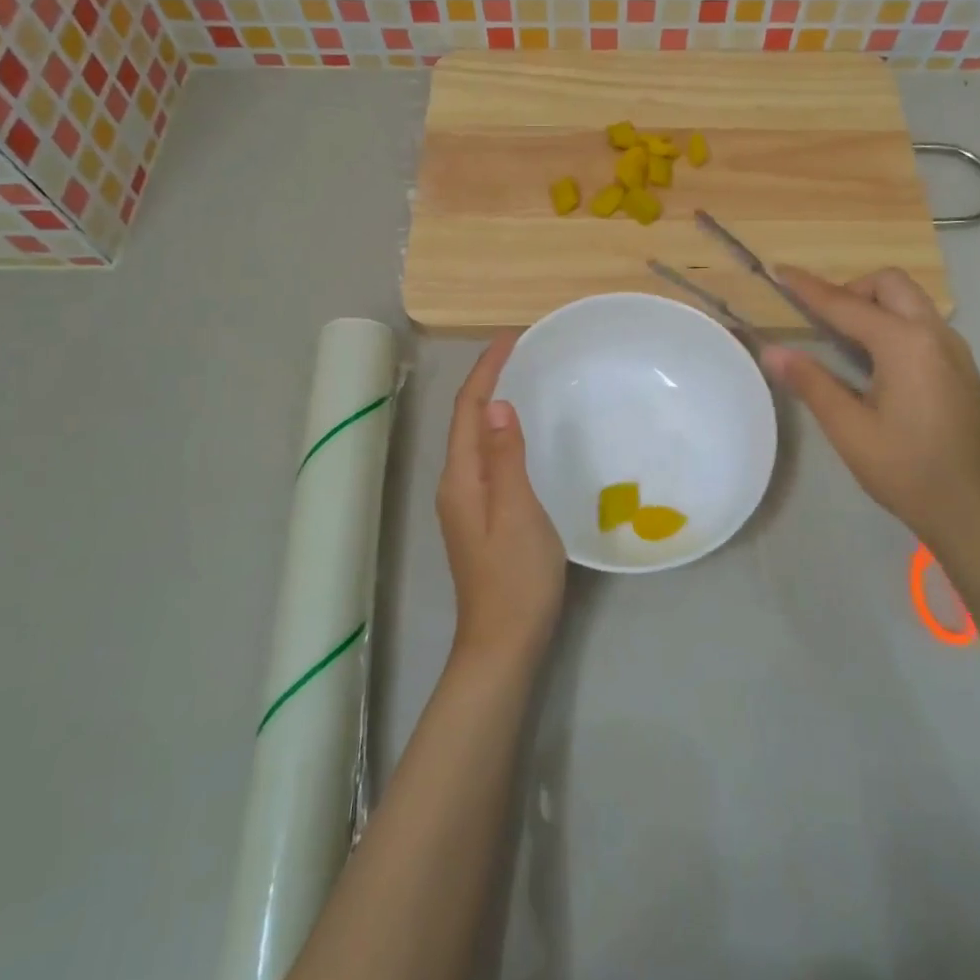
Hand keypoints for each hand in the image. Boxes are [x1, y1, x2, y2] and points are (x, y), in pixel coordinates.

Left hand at [436, 334, 566, 667]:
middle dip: (488, 380)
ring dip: (494, 404)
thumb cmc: (516, 577)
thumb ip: (507, 458)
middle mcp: (456, 484)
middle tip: (521, 352)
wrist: (504, 642)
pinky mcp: (480, 517)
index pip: (469, 409)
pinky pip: (487, 458)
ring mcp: (466, 502)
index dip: (487, 370)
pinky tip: (523, 435)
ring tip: (523, 379)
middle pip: (467, 419)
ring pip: (476, 439)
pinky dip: (502, 433)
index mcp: (461, 478)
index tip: (511, 337)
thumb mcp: (518, 511)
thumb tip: (498, 405)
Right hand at [761, 268, 979, 549]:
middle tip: (822, 321)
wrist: (973, 510)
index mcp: (905, 344)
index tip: (781, 271)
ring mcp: (954, 350)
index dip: (809, 288)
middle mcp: (935, 335)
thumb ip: (811, 382)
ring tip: (843, 340)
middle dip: (851, 289)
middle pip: (890, 284)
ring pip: (911, 301)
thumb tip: (771, 351)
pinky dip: (893, 323)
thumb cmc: (906, 469)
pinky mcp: (961, 368)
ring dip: (874, 304)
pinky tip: (876, 363)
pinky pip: (922, 324)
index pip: (846, 304)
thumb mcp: (848, 428)